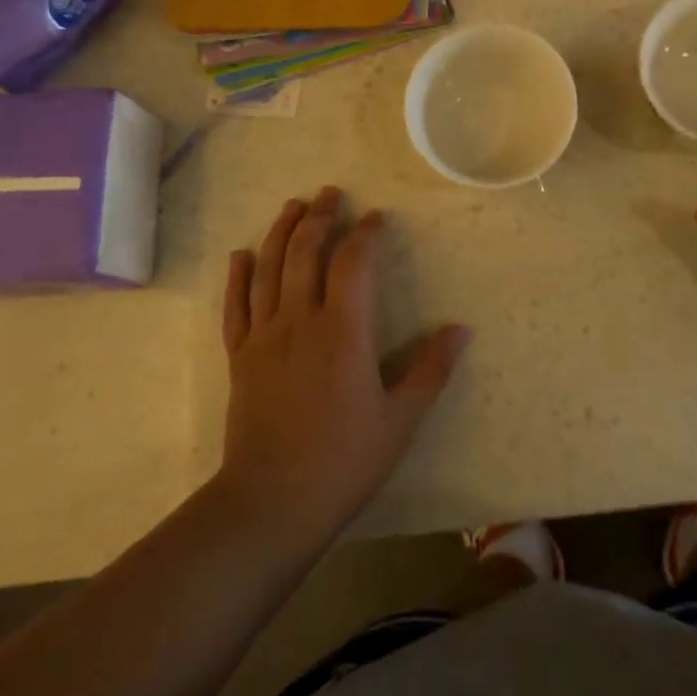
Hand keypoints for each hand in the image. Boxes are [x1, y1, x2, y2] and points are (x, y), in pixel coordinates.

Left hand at [218, 187, 467, 540]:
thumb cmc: (344, 460)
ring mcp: (264, 337)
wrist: (272, 502)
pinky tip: (242, 255)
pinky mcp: (240, 358)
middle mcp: (300, 321)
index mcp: (343, 331)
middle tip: (329, 193)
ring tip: (292, 206)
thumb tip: (461, 329)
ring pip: (269, 269)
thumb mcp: (401, 419)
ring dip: (280, 233)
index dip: (365, 234)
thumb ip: (431, 370)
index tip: (375, 217)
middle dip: (319, 217)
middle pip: (305, 253)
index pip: (353, 263)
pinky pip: (235, 306)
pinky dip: (238, 277)